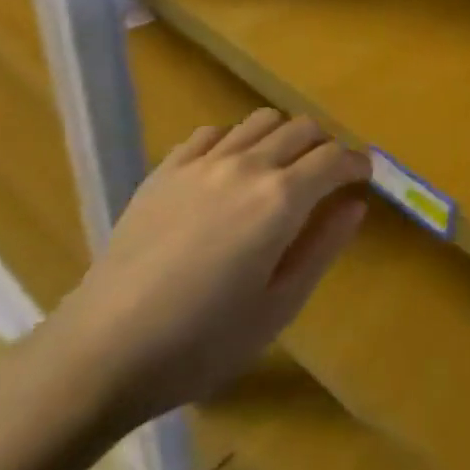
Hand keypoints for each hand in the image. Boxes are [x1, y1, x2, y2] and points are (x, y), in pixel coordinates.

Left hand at [52, 110, 367, 431]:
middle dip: (325, 145)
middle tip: (328, 176)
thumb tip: (355, 204)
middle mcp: (246, 165)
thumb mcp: (279, 305)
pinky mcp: (166, 169)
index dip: (357, 163)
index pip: (334, 158)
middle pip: (301, 128)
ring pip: (259, 120)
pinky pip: (213, 132)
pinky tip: (229, 171)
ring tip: (281, 169)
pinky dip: (235, 141)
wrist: (105, 348)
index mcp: (280, 199)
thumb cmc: (203, 341)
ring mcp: (201, 162)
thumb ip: (323, 246)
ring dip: (283, 136)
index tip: (364, 176)